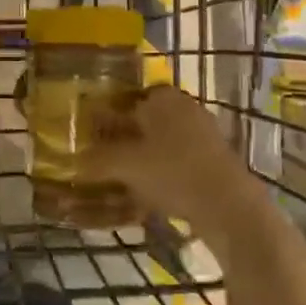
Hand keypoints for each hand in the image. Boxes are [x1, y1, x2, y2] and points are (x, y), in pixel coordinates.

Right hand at [78, 86, 269, 253]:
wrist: (230, 207)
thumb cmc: (173, 172)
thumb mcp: (126, 165)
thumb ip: (98, 159)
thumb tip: (75, 160)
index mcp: (163, 97)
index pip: (128, 96)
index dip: (108, 114)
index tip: (93, 133)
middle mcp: (185, 107)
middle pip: (145, 119)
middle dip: (125, 137)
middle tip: (103, 158)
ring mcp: (204, 134)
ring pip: (162, 142)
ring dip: (143, 157)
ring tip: (122, 179)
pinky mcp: (215, 160)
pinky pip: (178, 161)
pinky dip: (163, 173)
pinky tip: (149, 194)